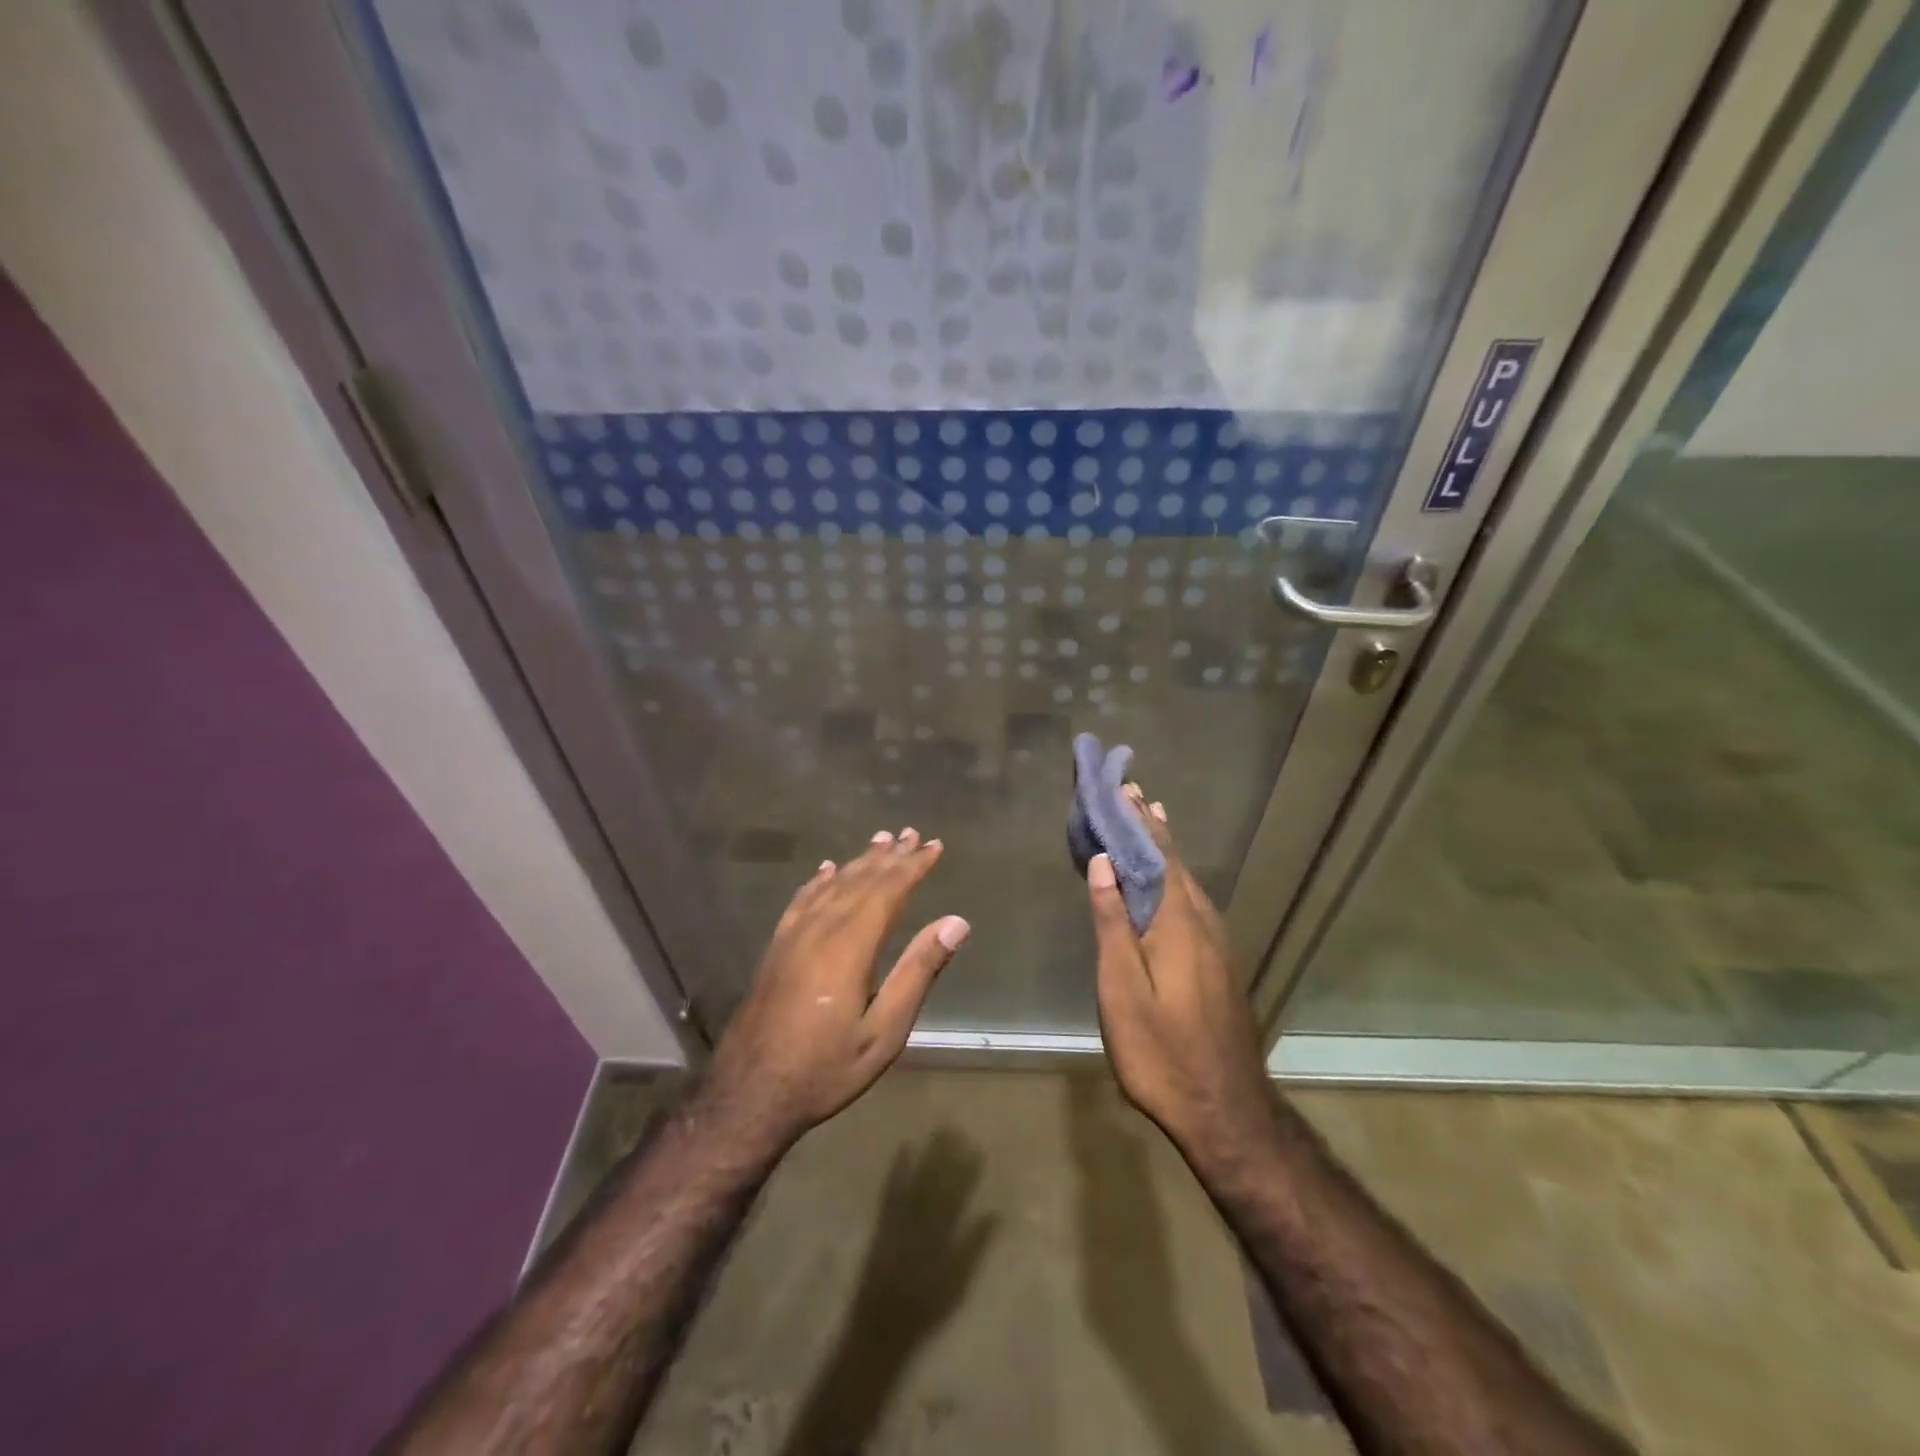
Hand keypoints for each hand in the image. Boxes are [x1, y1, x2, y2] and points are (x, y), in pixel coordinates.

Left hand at [703, 828, 967, 1152]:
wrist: (749, 1094)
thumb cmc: (826, 1068)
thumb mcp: (884, 1032)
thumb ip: (918, 972)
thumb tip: (956, 922)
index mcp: (850, 946)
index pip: (888, 891)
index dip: (912, 866)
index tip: (933, 846)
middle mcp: (820, 929)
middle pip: (860, 880)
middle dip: (890, 857)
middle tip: (912, 834)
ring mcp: (793, 936)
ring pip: (831, 885)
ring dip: (859, 861)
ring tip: (880, 841)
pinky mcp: (776, 948)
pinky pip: (801, 901)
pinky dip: (819, 880)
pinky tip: (825, 870)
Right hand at [1085, 797, 1276, 1176]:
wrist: (1226, 1111)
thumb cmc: (1161, 1051)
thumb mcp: (1122, 989)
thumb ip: (1112, 924)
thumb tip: (1103, 863)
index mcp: (1178, 923)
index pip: (1157, 857)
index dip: (1139, 823)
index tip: (1124, 790)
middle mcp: (1203, 924)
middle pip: (1176, 865)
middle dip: (1153, 829)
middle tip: (1134, 796)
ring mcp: (1217, 945)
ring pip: (1189, 884)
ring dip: (1167, 852)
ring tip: (1152, 824)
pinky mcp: (1219, 965)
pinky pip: (1194, 903)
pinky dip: (1176, 879)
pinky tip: (1169, 884)